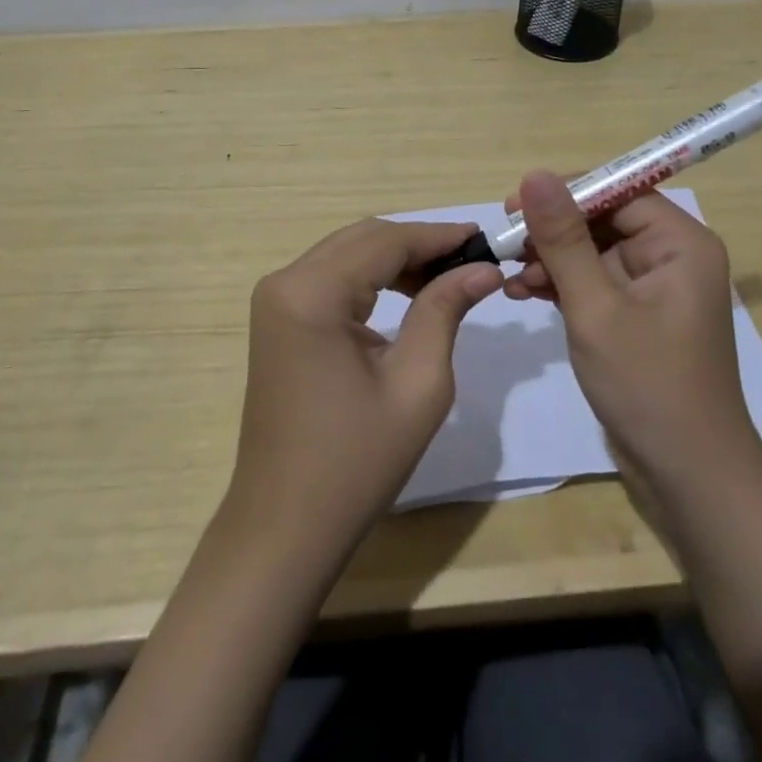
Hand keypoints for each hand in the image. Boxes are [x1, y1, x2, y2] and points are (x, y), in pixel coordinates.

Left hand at [225, 219, 504, 560]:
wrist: (286, 526)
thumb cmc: (356, 462)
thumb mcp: (418, 384)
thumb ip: (445, 310)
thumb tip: (483, 268)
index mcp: (312, 293)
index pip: (385, 241)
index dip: (438, 235)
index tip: (485, 238)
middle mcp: (285, 282)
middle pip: (363, 238)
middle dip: (419, 243)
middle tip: (472, 258)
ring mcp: (276, 300)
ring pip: (348, 253)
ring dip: (397, 258)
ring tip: (449, 275)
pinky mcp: (279, 318)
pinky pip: (332, 277)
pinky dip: (372, 277)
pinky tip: (408, 292)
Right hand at [504, 172, 761, 495]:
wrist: (688, 476)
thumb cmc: (648, 384)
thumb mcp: (595, 306)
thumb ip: (563, 239)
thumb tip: (535, 175)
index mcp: (680, 243)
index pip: (618, 191)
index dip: (565, 193)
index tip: (514, 206)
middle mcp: (672, 256)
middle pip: (603, 219)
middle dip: (553, 231)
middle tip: (505, 243)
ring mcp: (655, 287)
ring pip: (593, 251)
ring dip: (551, 259)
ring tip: (510, 276)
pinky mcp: (638, 315)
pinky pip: (595, 281)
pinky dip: (561, 284)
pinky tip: (523, 293)